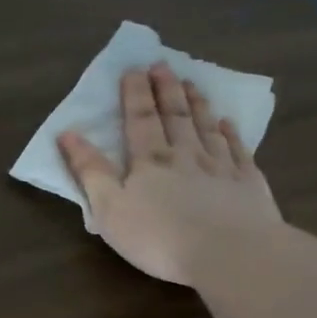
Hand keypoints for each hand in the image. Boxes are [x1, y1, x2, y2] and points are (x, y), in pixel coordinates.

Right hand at [58, 60, 280, 285]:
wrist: (229, 253)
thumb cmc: (158, 236)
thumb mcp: (109, 209)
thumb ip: (90, 171)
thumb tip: (68, 134)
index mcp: (149, 162)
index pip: (139, 120)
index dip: (135, 94)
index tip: (133, 69)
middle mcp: (185, 155)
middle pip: (175, 117)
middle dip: (166, 90)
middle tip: (162, 64)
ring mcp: (221, 167)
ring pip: (206, 128)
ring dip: (197, 104)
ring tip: (192, 83)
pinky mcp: (248, 184)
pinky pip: (238, 150)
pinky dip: (232, 133)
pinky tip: (228, 123)